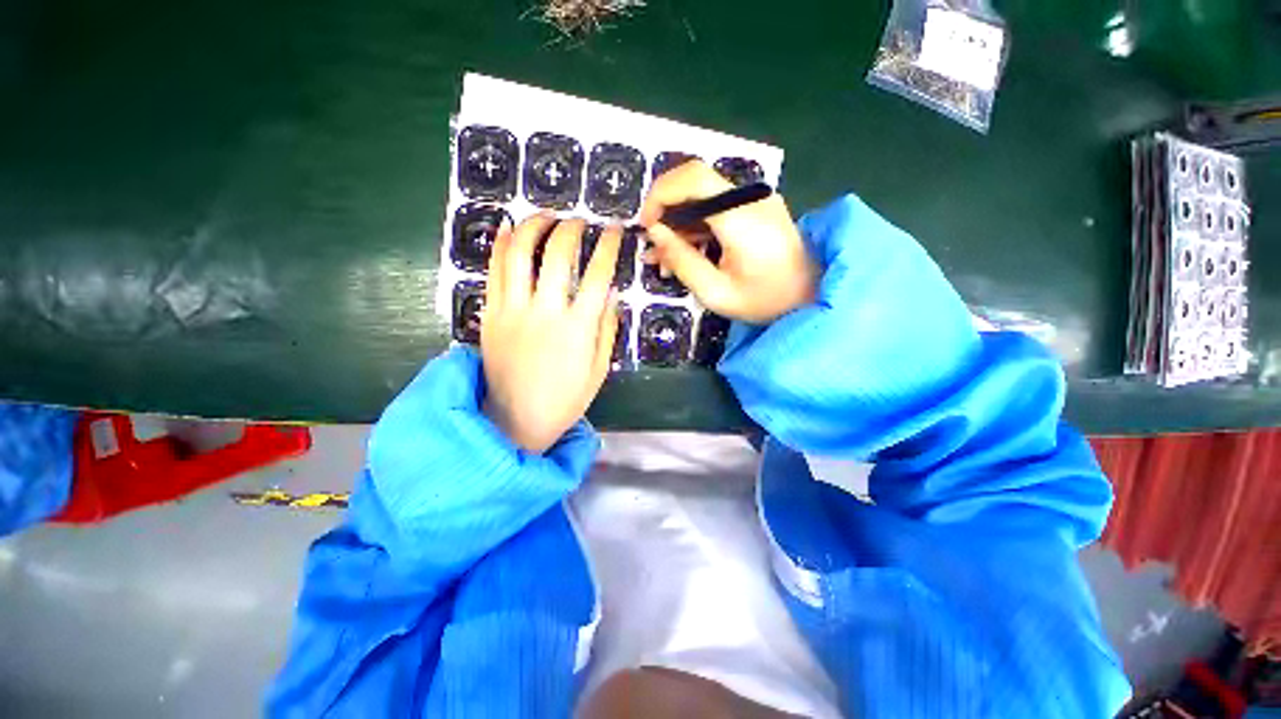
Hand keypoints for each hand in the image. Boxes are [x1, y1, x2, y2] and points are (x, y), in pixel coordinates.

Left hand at [481, 213, 620, 452]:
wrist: (514, 421)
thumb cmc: (564, 399)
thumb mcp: (599, 369)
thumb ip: (606, 328)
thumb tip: (611, 292)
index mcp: (578, 327)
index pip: (598, 274)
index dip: (609, 246)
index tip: (615, 230)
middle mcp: (545, 311)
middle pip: (558, 253)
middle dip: (572, 228)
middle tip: (580, 221)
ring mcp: (512, 310)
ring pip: (520, 253)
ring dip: (534, 226)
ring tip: (546, 216)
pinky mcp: (490, 315)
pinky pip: (494, 271)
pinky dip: (502, 245)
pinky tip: (510, 229)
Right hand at [640, 160, 817, 324]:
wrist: (810, 297)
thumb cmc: (764, 301)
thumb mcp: (715, 292)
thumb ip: (682, 260)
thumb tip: (655, 232)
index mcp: (742, 218)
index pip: (693, 179)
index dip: (661, 194)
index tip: (647, 225)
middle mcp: (750, 198)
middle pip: (695, 180)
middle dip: (665, 208)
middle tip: (652, 242)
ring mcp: (755, 200)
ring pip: (703, 195)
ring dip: (678, 221)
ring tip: (663, 258)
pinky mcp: (755, 208)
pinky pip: (717, 207)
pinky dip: (695, 226)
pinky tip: (684, 252)